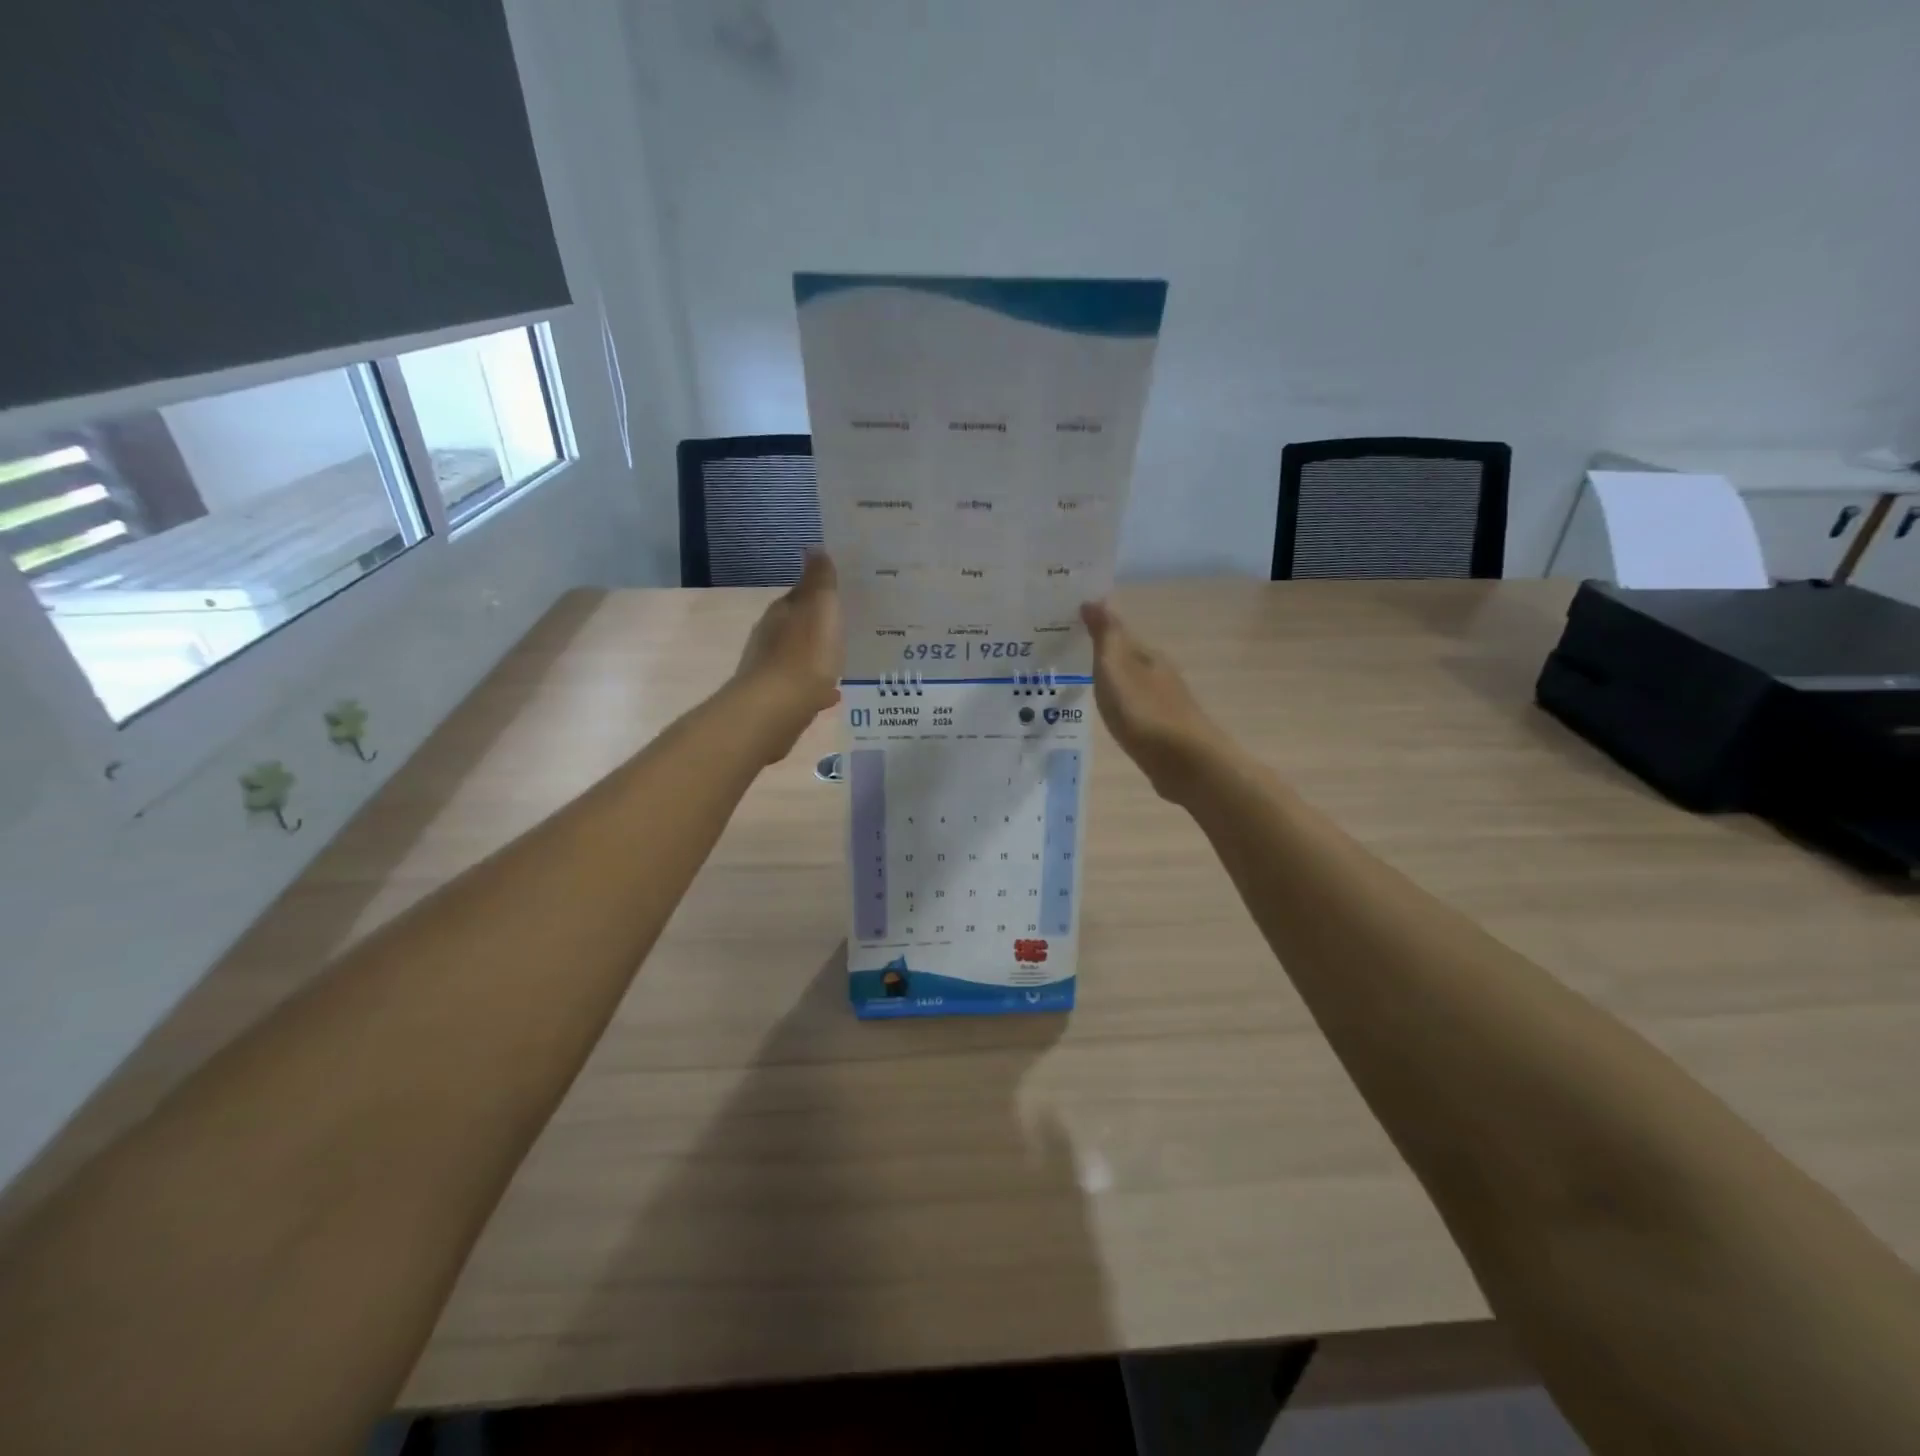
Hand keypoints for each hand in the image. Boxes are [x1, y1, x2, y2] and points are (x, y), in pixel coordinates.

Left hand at [734, 550, 842, 758]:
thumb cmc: (804, 654)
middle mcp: (771, 635)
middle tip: (850, 627)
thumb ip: (819, 580)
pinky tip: (832, 693)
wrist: (776, 709)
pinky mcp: (776, 697)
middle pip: (799, 625)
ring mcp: (771, 668)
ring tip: (844, 659)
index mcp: (782, 611)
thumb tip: (814, 548)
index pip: (802, 594)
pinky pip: (802, 684)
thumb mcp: (820, 608)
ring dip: (818, 655)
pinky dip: (816, 685)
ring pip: (800, 655)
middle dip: (821, 626)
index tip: (846, 596)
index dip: (823, 593)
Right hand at [1081, 600, 1230, 800]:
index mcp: (1146, 655)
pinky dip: (1118, 705)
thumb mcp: (1116, 669)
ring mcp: (1163, 702)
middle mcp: (1158, 673)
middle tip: (1066, 654)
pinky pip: (1133, 708)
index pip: (1118, 631)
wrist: (1185, 763)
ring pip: (1130, 683)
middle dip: (1101, 654)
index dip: (1095, 626)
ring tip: (1080, 683)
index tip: (1066, 624)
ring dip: (1110, 680)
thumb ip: (1105, 636)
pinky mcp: (1162, 730)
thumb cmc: (1144, 712)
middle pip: (1125, 657)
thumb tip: (1094, 599)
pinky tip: (1108, 713)